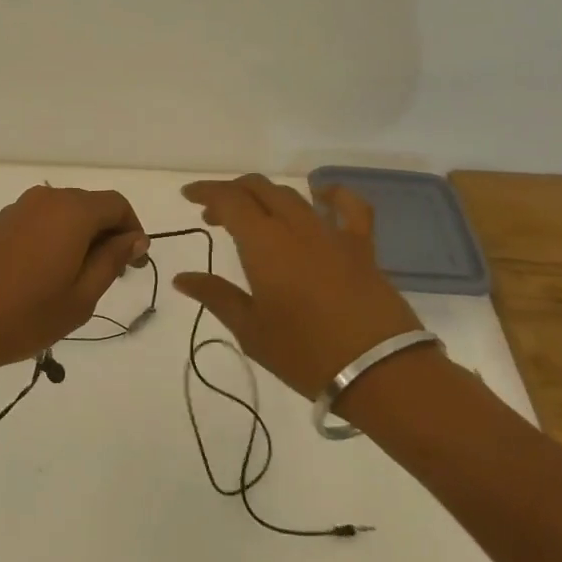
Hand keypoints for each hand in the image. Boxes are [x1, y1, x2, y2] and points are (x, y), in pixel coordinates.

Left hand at [0, 185, 149, 374]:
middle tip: (108, 277)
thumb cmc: (24, 315)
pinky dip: (50, 241)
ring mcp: (14, 210)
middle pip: (88, 205)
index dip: (132, 230)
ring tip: (73, 282)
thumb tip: (133, 238)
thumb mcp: (81, 297)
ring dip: (76, 239)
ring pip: (60, 215)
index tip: (133, 265)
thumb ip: (111, 261)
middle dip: (105, 235)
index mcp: (71, 211)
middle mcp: (44, 199)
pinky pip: (35, 223)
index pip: (116, 204)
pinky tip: (40, 278)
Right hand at [174, 174, 424, 399]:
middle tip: (215, 215)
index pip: (229, 199)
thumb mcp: (251, 330)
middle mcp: (295, 227)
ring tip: (255, 213)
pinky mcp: (362, 247)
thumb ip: (216, 296)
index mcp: (263, 243)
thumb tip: (182, 278)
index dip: (206, 192)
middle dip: (233, 193)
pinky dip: (333, 195)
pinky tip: (322, 196)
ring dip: (267, 196)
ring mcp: (331, 233)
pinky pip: (350, 207)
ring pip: (293, 196)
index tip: (189, 196)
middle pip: (259, 189)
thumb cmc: (305, 353)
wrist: (379, 372)